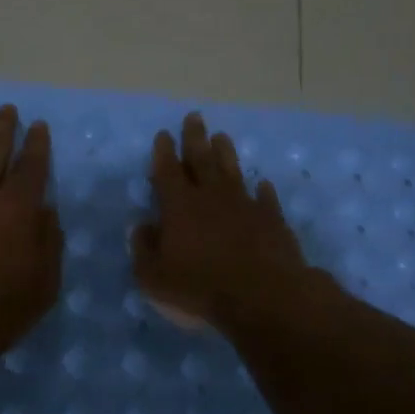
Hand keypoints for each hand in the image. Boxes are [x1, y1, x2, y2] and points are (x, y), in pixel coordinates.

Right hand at [133, 111, 314, 332]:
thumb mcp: (154, 277)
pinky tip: (263, 184)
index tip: (164, 133)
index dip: (163, 152)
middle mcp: (212, 197)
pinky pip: (266, 199)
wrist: (263, 296)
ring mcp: (245, 205)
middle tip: (194, 117)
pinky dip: (263, 191)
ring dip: (226, 153)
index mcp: (179, 206)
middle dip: (195, 137)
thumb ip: (143, 249)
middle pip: (202, 159)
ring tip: (222, 137)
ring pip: (233, 171)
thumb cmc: (200, 287)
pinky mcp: (272, 220)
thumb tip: (141, 226)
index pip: (167, 171)